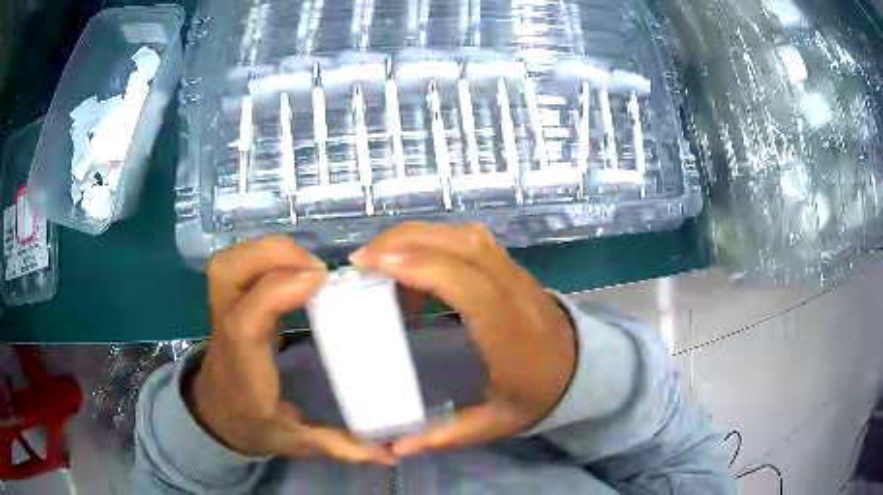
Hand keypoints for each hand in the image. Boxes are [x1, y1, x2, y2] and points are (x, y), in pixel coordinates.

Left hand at [188, 236, 394, 464]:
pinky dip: (263, 253)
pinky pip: (238, 262)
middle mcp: (225, 328)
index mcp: (242, 364)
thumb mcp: (297, 441)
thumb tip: (392, 451)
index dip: (279, 291)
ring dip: (269, 250)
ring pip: (230, 260)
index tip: (323, 281)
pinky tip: (290, 265)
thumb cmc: (254, 424)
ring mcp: (222, 308)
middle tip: (318, 270)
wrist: (217, 415)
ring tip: (306, 264)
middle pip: (228, 272)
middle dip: (274, 256)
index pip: (247, 318)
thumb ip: (342, 446)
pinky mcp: (230, 299)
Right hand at [350, 222, 576, 456]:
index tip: (375, 266)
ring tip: (381, 258)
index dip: (422, 269)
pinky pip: (470, 240)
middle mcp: (514, 293)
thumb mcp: (496, 424)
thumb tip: (395, 447)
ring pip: (465, 235)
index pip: (469, 286)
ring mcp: (515, 273)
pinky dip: (435, 241)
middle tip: (362, 260)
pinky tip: (414, 264)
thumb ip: (446, 435)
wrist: (580, 365)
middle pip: (463, 246)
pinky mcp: (510, 267)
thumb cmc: (538, 393)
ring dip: (418, 236)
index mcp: (511, 335)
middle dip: (405, 241)